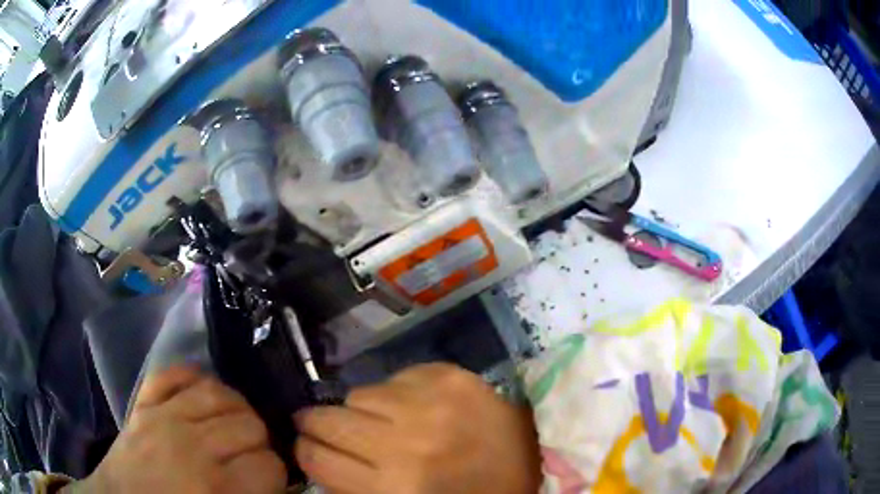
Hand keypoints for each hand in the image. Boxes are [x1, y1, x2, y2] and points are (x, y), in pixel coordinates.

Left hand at [69, 367, 285, 493]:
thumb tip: (280, 485)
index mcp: (213, 485)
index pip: (269, 464)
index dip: (276, 474)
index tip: (268, 481)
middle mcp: (191, 445)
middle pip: (250, 424)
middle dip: (259, 441)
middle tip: (251, 455)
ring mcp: (162, 415)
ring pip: (218, 392)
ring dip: (235, 407)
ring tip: (233, 424)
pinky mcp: (143, 401)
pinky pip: (173, 373)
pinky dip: (192, 376)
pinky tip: (202, 392)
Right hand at [294, 363, 540, 493]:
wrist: (532, 461)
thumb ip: (356, 485)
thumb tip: (318, 456)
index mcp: (394, 488)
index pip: (317, 459)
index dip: (305, 451)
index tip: (307, 447)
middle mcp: (407, 443)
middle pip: (328, 420)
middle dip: (315, 423)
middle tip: (318, 425)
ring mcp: (430, 403)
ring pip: (357, 395)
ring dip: (360, 411)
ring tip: (377, 421)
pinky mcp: (448, 375)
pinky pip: (393, 378)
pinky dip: (394, 394)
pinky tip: (413, 408)